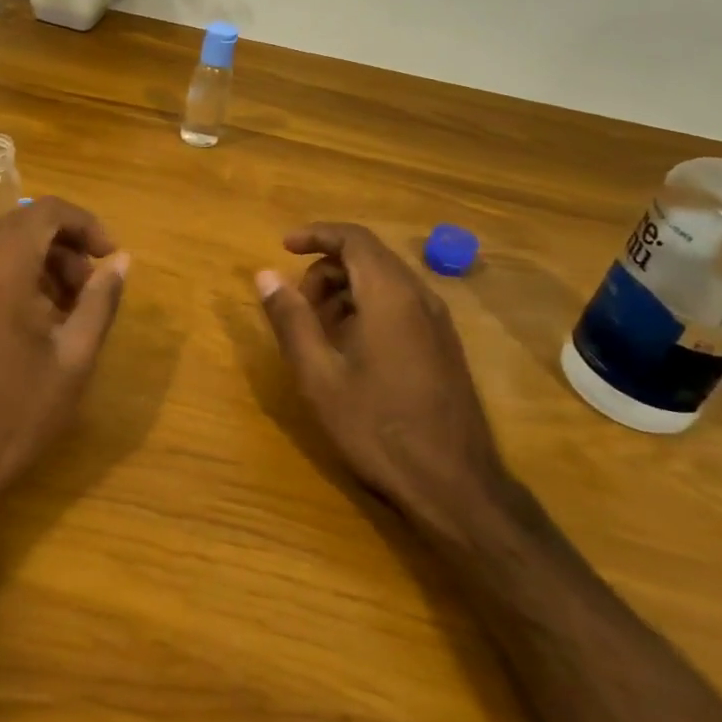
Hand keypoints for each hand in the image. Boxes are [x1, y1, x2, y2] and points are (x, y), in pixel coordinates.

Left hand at [0, 197, 129, 528]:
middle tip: (89, 290)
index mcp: (0, 265)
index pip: (47, 211)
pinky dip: (9, 283)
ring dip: (38, 266)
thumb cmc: (13, 413)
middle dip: (64, 248)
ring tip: (65, 313)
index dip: (86, 224)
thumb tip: (121, 262)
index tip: (110, 256)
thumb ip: (99, 301)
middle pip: (21, 227)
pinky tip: (28, 329)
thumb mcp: (73, 359)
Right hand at [256, 223, 510, 537]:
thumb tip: (265, 275)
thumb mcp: (319, 375)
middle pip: (369, 257)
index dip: (316, 234)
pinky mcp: (444, 346)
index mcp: (390, 296)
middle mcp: (420, 298)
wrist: (455, 487)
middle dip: (325, 268)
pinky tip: (350, 349)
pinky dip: (367, 307)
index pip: (354, 239)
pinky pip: (401, 304)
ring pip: (385, 281)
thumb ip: (291, 319)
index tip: (283, 247)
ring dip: (345, 289)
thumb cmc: (378, 428)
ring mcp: (438, 323)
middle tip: (297, 304)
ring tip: (318, 330)